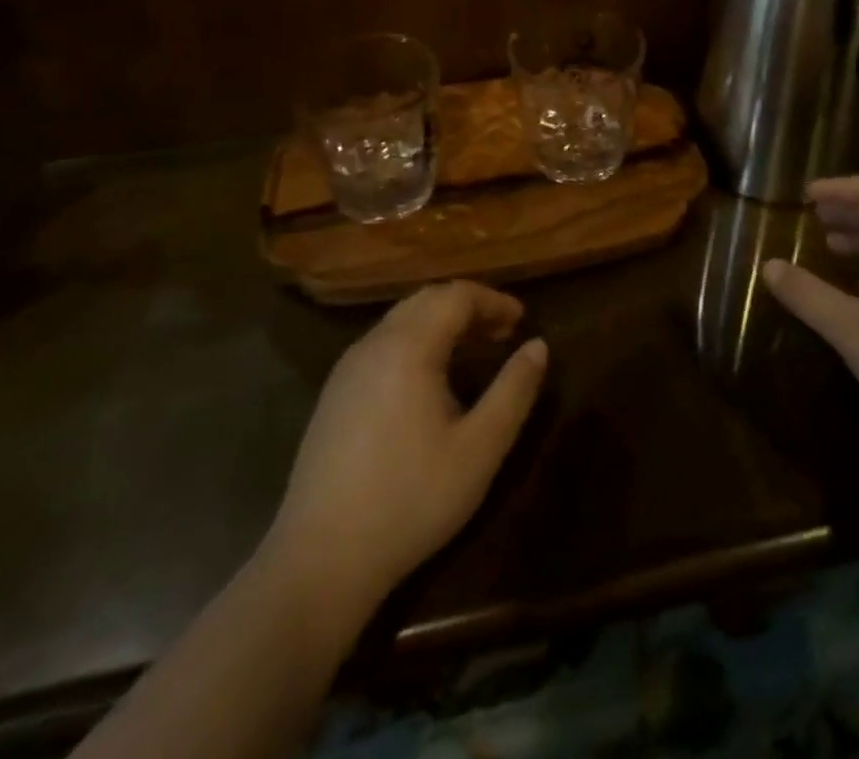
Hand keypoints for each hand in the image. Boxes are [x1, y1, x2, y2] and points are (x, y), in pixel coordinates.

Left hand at [259, 282, 546, 606]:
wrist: (319, 561)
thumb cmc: (410, 500)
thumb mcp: (480, 449)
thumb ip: (514, 390)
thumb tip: (538, 346)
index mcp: (408, 347)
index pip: (456, 295)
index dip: (493, 301)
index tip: (522, 319)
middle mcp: (374, 344)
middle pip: (426, 300)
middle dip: (468, 306)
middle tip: (501, 331)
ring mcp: (347, 369)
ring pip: (401, 320)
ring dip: (441, 323)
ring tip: (472, 350)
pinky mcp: (334, 396)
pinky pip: (382, 344)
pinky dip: (416, 341)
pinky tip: (429, 379)